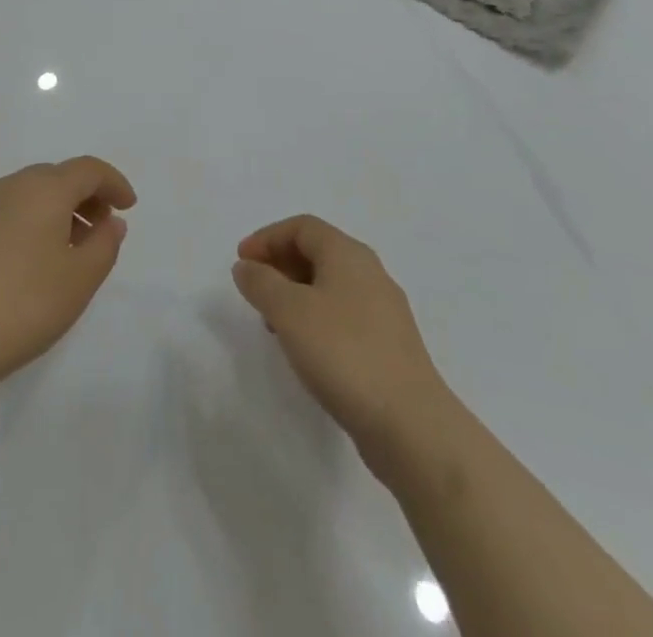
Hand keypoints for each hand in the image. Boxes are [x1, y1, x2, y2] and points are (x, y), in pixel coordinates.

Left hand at [0, 158, 135, 392]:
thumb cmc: (26, 304)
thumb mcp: (81, 278)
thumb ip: (105, 243)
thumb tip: (110, 221)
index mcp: (43, 189)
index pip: (88, 169)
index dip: (113, 182)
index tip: (128, 206)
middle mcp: (10, 186)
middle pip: (57, 177)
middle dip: (85, 196)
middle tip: (101, 227)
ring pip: (28, 194)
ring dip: (55, 210)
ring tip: (68, 248)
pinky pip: (5, 212)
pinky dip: (27, 222)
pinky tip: (29, 261)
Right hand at [232, 215, 453, 470]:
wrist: (411, 426)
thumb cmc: (344, 354)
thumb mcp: (289, 312)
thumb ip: (261, 283)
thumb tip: (247, 267)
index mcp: (348, 254)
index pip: (302, 227)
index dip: (267, 238)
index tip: (241, 262)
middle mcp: (370, 273)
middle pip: (318, 252)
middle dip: (280, 264)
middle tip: (253, 289)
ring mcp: (384, 311)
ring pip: (330, 285)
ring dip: (296, 294)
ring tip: (273, 323)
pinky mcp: (389, 346)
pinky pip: (343, 315)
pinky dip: (316, 319)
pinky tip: (305, 349)